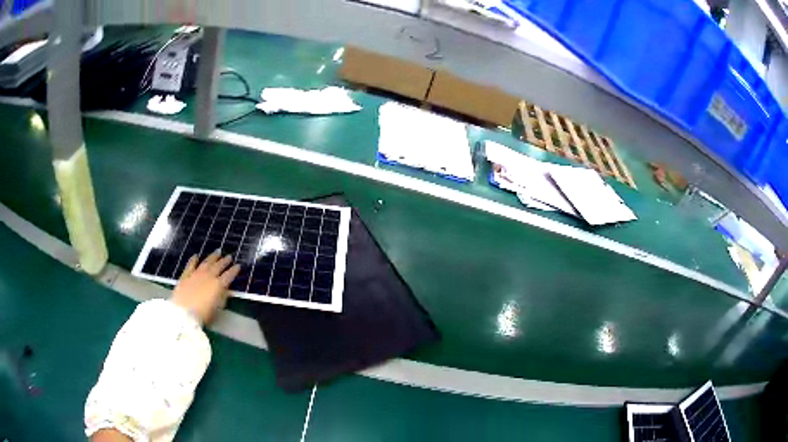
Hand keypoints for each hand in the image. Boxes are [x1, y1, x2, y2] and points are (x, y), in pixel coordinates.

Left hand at [172, 251, 240, 324]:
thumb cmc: (203, 315)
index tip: (238, 266)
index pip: (229, 275)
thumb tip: (227, 290)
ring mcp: (196, 274)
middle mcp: (208, 276)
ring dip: (212, 257)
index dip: (234, 270)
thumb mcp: (217, 309)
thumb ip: (223, 298)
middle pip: (218, 266)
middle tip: (229, 256)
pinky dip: (193, 260)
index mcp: (218, 285)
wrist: (183, 314)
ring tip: (217, 251)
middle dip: (225, 261)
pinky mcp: (186, 276)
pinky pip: (190, 265)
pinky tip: (196, 256)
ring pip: (206, 262)